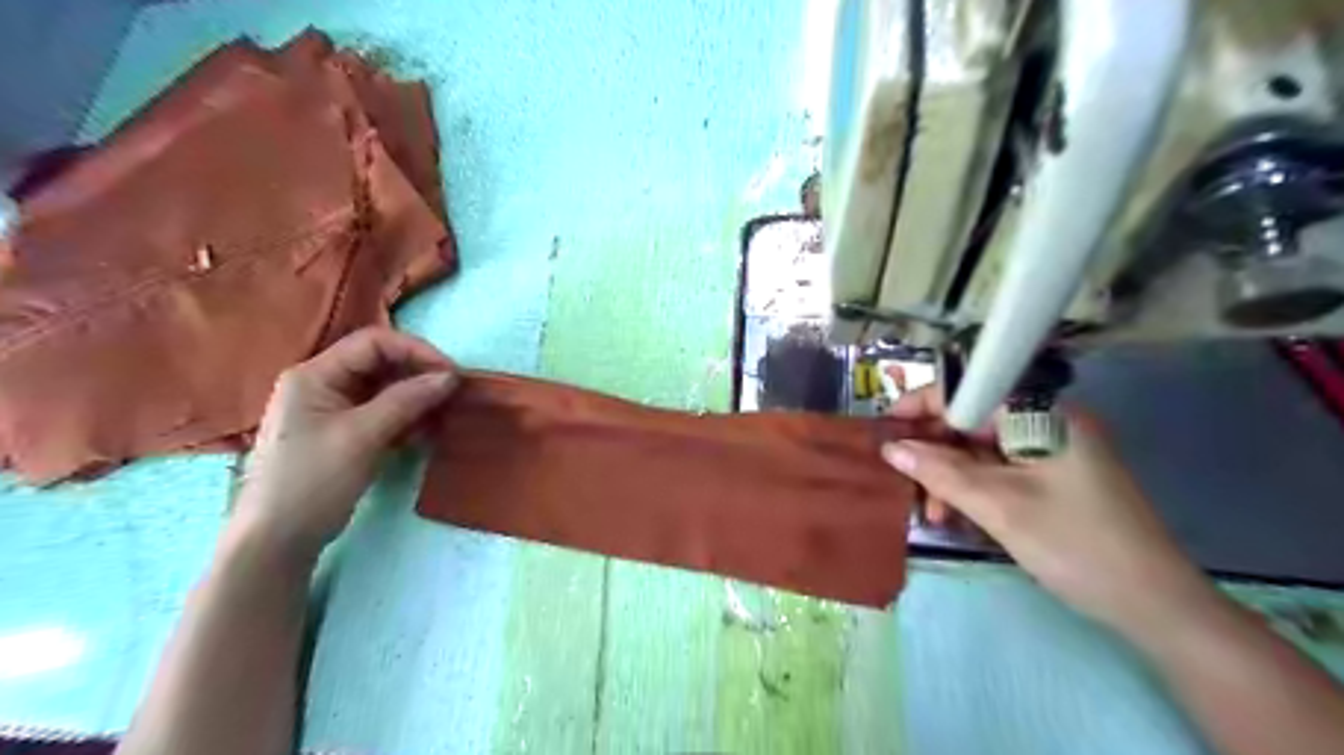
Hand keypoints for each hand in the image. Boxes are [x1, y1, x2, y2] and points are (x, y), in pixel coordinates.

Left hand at [230, 327, 457, 559]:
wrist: (278, 541)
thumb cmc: (313, 481)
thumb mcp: (362, 436)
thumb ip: (406, 400)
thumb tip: (450, 376)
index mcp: (315, 374)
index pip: (374, 343)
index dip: (416, 351)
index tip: (451, 374)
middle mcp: (323, 384)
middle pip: (381, 364)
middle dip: (420, 375)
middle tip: (454, 395)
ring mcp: (333, 410)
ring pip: (385, 390)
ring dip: (417, 399)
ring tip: (444, 416)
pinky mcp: (344, 433)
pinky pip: (383, 413)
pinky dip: (407, 418)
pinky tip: (426, 433)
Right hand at [889, 387, 1214, 639]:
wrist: (1154, 606)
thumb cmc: (1077, 546)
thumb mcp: (999, 507)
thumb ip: (941, 473)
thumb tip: (890, 447)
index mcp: (1042, 415)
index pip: (968, 391)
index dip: (922, 406)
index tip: (885, 432)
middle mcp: (1045, 423)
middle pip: (970, 421)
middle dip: (933, 453)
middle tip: (905, 485)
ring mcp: (1049, 451)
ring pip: (979, 450)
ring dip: (948, 478)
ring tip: (932, 515)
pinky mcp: (1051, 478)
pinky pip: (996, 471)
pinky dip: (971, 490)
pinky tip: (956, 516)